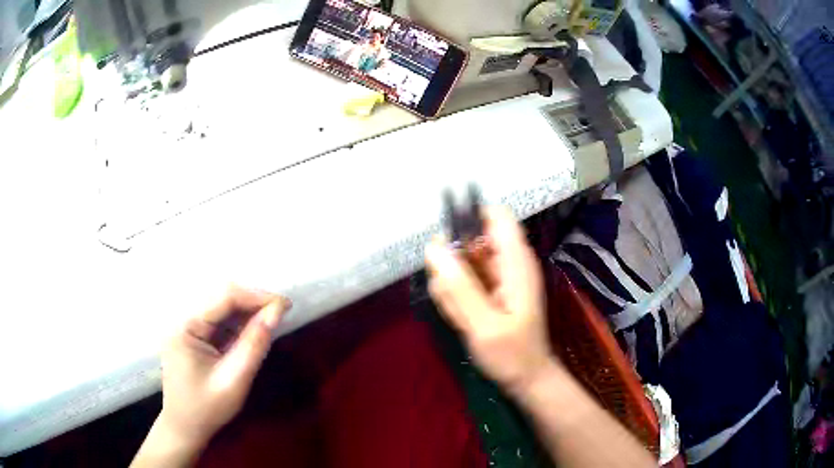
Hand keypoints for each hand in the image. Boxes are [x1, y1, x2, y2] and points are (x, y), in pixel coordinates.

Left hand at [157, 286, 291, 448]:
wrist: (185, 428)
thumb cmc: (207, 409)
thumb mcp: (234, 381)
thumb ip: (254, 345)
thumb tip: (276, 312)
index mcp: (186, 327)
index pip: (223, 298)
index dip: (255, 296)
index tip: (285, 304)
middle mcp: (183, 319)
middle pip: (221, 298)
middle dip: (253, 302)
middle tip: (281, 311)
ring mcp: (187, 327)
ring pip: (221, 308)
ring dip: (247, 312)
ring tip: (272, 319)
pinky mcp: (193, 336)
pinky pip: (219, 321)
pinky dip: (238, 324)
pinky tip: (254, 330)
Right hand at [426, 207, 555, 396]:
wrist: (526, 378)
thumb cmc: (512, 355)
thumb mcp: (484, 326)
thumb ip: (460, 287)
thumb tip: (433, 247)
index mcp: (515, 262)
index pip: (496, 216)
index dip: (469, 219)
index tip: (446, 244)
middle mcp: (507, 262)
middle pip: (470, 238)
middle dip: (451, 262)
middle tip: (449, 293)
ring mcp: (497, 275)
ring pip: (461, 260)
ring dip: (450, 284)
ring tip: (460, 315)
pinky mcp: (488, 289)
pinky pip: (463, 279)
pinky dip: (454, 295)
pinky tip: (461, 318)